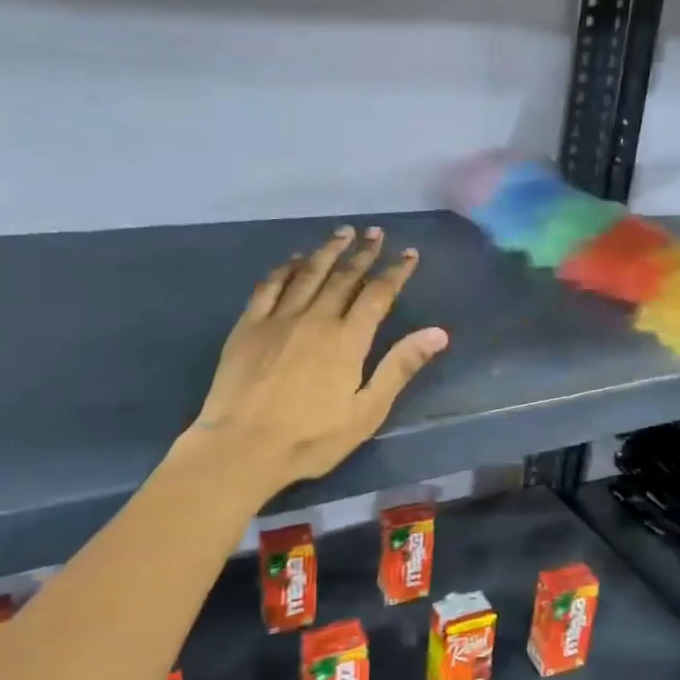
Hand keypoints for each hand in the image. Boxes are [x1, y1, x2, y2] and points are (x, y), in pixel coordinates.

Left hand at [181, 226, 448, 497]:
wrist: (242, 447)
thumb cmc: (310, 438)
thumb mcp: (366, 412)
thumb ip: (399, 368)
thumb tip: (438, 333)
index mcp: (347, 339)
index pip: (378, 294)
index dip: (395, 271)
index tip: (408, 253)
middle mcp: (315, 318)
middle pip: (344, 276)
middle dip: (363, 252)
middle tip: (375, 232)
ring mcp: (278, 318)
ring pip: (308, 273)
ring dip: (327, 250)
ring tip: (342, 232)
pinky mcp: (248, 325)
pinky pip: (269, 285)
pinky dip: (285, 267)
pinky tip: (293, 259)